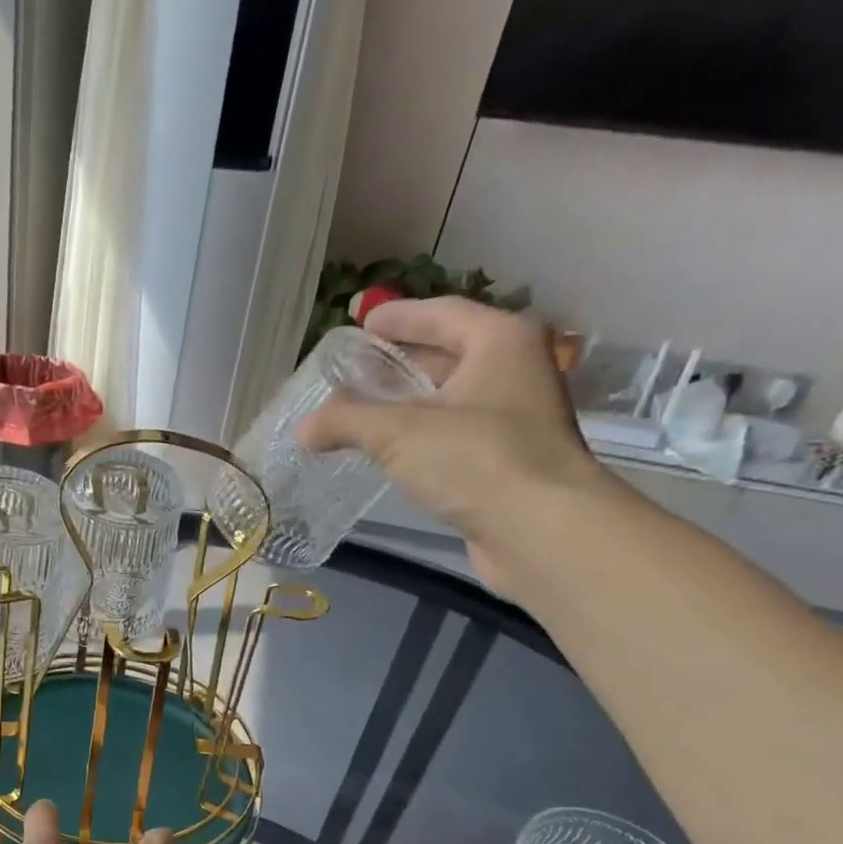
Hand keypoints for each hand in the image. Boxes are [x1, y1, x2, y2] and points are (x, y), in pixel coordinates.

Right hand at [299, 297, 622, 595]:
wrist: (538, 529)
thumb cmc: (475, 459)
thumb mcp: (399, 433)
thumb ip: (347, 422)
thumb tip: (303, 428)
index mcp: (500, 341)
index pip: (441, 315)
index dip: (398, 318)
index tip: (361, 323)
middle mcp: (514, 370)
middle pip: (447, 355)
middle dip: (398, 363)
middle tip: (352, 372)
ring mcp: (514, 418)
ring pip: (449, 399)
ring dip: (406, 404)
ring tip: (360, 413)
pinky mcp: (505, 461)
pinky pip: (452, 435)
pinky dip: (420, 437)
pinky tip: (390, 453)